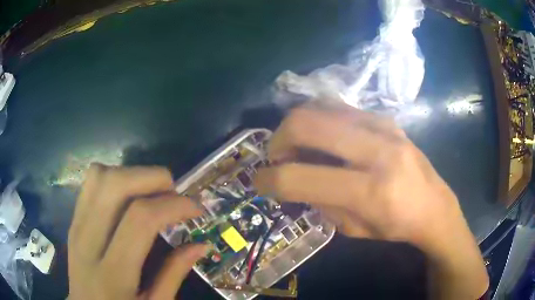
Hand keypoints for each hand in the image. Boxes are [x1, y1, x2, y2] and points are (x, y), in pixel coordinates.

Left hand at [68, 165, 207, 299]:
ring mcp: (76, 226)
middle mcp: (88, 242)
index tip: (195, 208)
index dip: (173, 205)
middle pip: (114, 185)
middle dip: (151, 177)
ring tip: (151, 191)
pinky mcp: (73, 219)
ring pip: (99, 176)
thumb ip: (174, 274)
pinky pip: (91, 184)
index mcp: (112, 273)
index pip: (140, 219)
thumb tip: (200, 245)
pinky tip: (129, 196)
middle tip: (173, 191)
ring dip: (131, 174)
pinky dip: (115, 178)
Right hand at [254, 105, 488, 298]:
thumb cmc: (395, 226)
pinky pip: (338, 108)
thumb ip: (318, 202)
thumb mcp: (352, 229)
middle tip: (277, 158)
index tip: (259, 182)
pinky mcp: (385, 117)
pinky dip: (319, 120)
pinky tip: (324, 139)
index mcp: (370, 191)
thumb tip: (291, 179)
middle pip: (305, 123)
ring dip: (297, 126)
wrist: (434, 204)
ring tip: (299, 147)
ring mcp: (383, 125)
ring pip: (319, 106)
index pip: (300, 177)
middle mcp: (377, 150)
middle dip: (277, 140)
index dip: (269, 180)